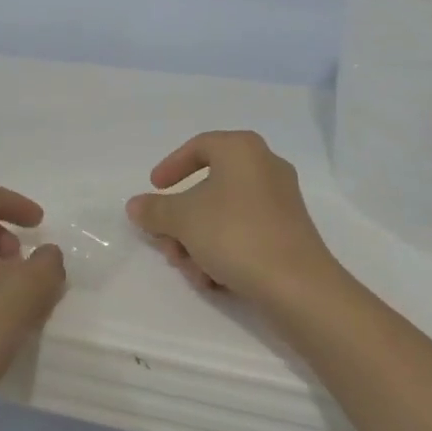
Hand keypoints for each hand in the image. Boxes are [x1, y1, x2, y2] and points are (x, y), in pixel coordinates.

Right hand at [125, 130, 342, 313]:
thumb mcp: (182, 219)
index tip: (155, 188)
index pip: (199, 146)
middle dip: (181, 221)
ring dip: (198, 243)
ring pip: (224, 216)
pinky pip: (244, 234)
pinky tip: (214, 280)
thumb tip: (136, 205)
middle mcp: (265, 167)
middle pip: (209, 187)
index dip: (171, 166)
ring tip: (190, 270)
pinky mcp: (288, 233)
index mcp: (242, 150)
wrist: (296, 284)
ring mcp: (280, 201)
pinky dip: (224, 252)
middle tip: (166, 244)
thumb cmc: (234, 234)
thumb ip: (154, 210)